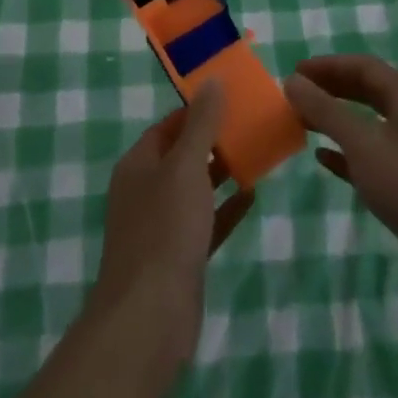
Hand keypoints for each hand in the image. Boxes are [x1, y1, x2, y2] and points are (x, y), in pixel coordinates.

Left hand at [89, 82, 254, 374]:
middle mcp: (146, 190)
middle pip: (182, 156)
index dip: (196, 111)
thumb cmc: (165, 229)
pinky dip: (226, 209)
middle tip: (251, 124)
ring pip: (195, 190)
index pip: (168, 126)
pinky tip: (253, 196)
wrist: (149, 316)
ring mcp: (162, 226)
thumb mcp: (186, 167)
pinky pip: (206, 222)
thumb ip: (201, 125)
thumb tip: (211, 81)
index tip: (230, 99)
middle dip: (213, 140)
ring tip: (258, 153)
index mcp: (138, 164)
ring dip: (222, 173)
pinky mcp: (179, 257)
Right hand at [285, 55, 397, 306]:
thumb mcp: (363, 143)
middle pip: (368, 92)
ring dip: (336, 120)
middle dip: (332, 89)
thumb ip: (326, 111)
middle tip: (297, 94)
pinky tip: (323, 158)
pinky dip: (347, 153)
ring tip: (303, 121)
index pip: (365, 67)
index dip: (329, 65)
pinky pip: (372, 157)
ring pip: (369, 125)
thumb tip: (292, 81)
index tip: (296, 72)